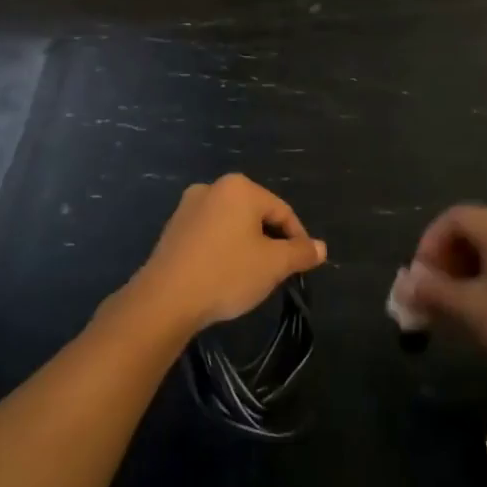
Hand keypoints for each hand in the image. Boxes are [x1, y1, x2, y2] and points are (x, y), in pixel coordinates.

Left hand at [123, 175, 325, 336]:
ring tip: (251, 277)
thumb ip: (300, 253)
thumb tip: (321, 248)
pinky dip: (223, 250)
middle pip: (256, 214)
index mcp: (240, 187)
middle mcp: (213, 187)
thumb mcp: (273, 265)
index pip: (282, 211)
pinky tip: (224, 275)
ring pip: (232, 225)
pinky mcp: (174, 228)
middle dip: (271, 241)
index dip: (298, 239)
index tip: (303, 266)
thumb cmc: (227, 273)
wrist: (165, 299)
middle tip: (278, 273)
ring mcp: (189, 206)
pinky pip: (210, 234)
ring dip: (247, 246)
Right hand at [406, 205, 486, 388]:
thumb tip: (406, 285)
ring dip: (468, 271)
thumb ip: (434, 292)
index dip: (428, 245)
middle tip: (435, 294)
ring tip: (459, 306)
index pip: (451, 218)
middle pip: (473, 230)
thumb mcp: (471, 310)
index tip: (420, 279)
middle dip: (447, 260)